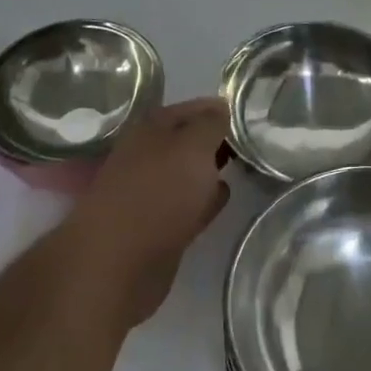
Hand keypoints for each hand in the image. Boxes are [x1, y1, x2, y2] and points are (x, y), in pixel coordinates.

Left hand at [62, 97, 230, 327]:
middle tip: (252, 139)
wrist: (119, 263)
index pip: (192, 108)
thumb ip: (211, 124)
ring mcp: (151, 190)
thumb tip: (222, 107)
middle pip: (190, 140)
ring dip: (211, 169)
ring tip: (243, 166)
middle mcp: (149, 154)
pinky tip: (223, 197)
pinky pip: (189, 203)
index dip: (220, 108)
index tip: (249, 112)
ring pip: (189, 172)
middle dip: (217, 139)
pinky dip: (205, 199)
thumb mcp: (194, 146)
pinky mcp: (158, 226)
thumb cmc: (158, 192)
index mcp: (152, 127)